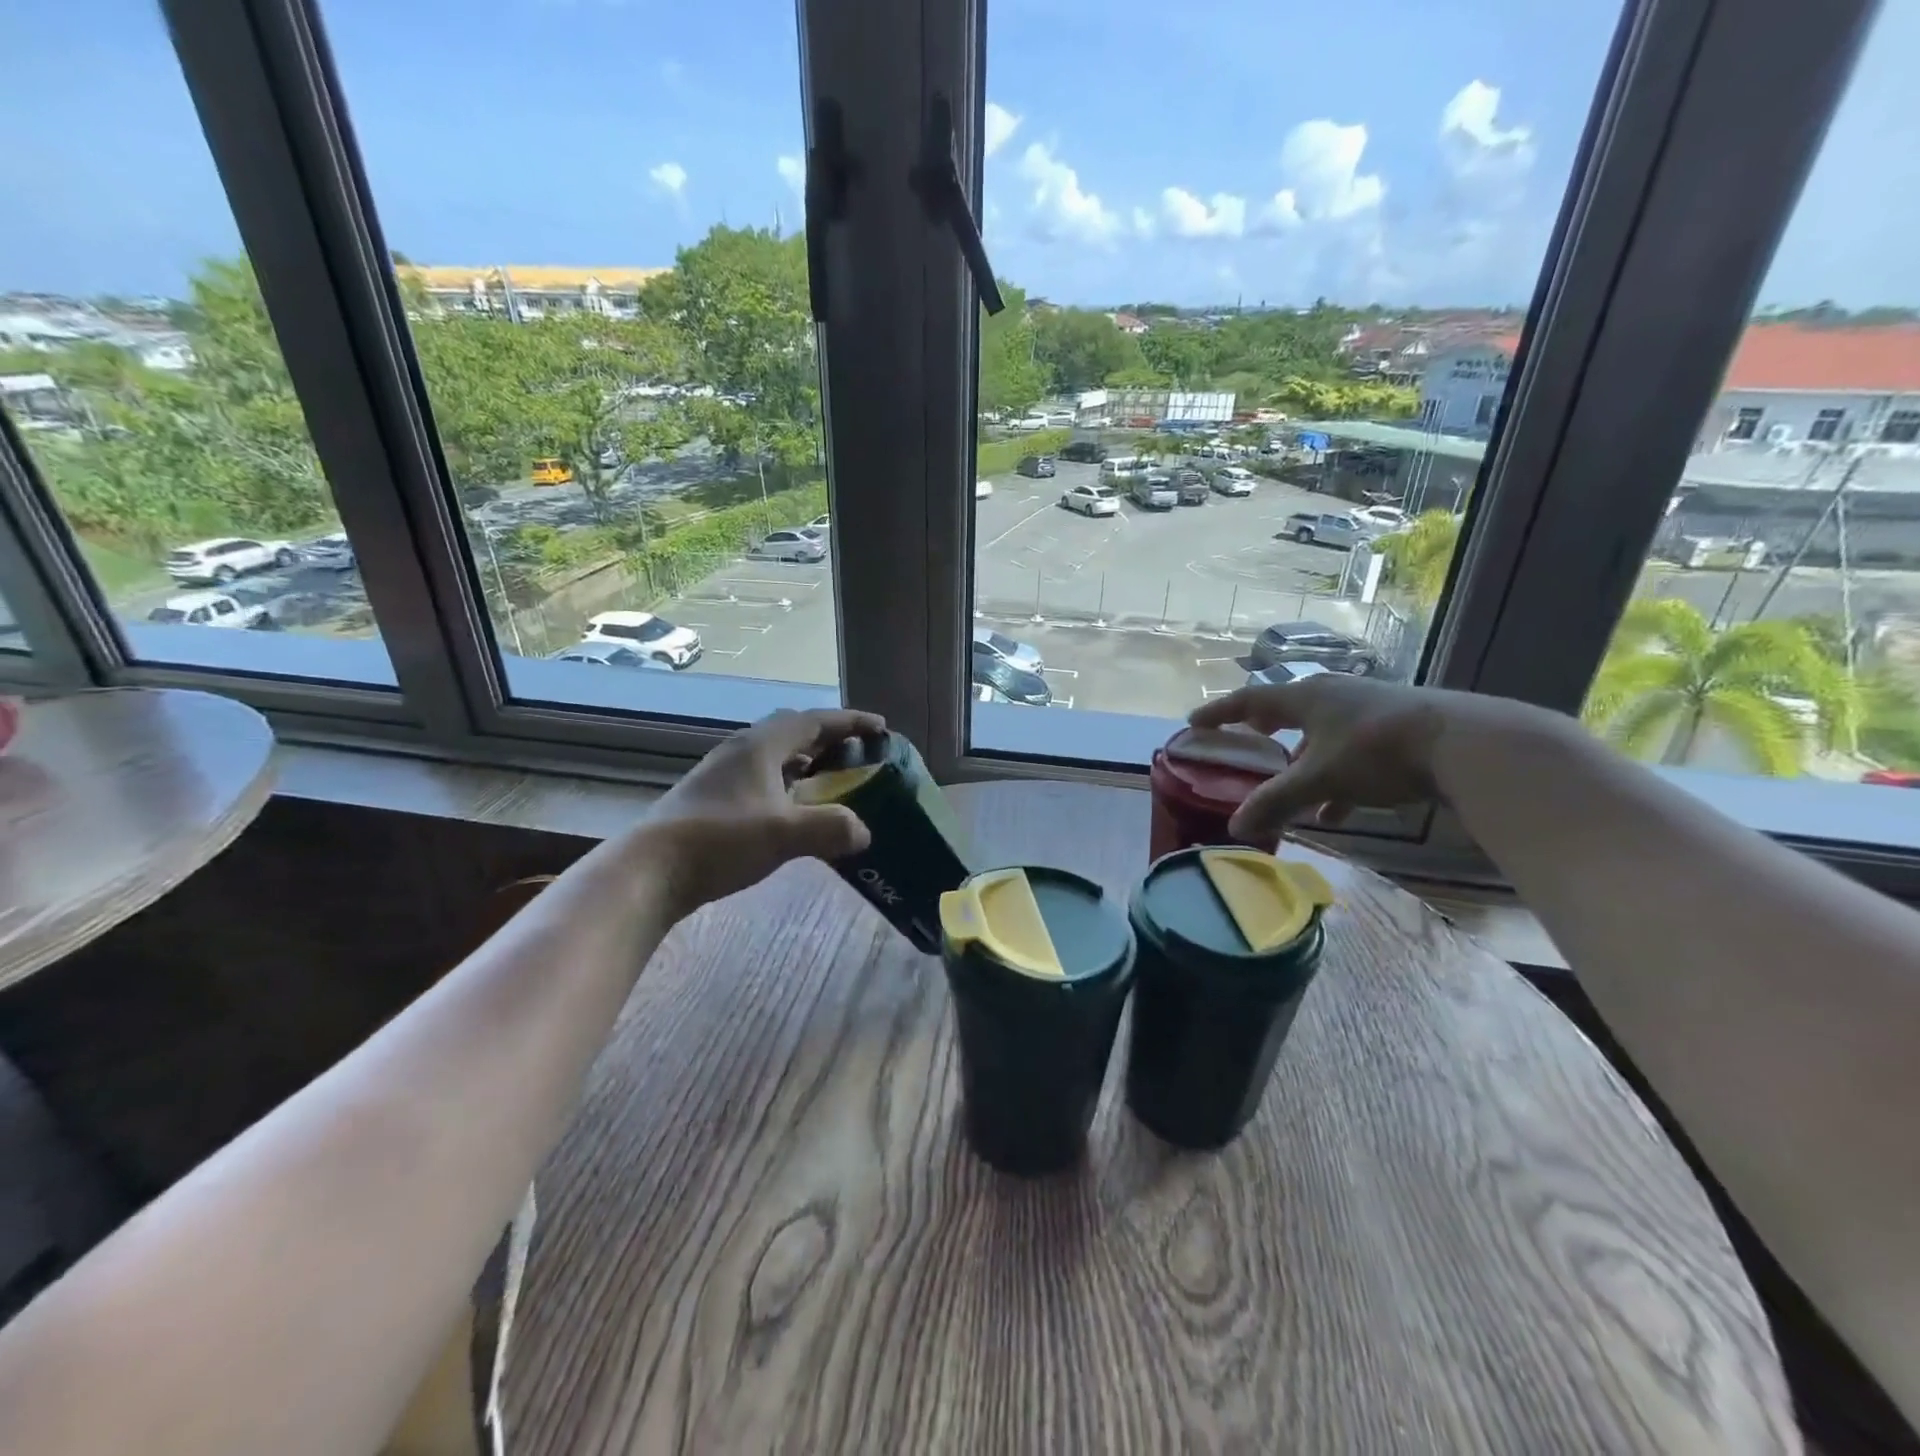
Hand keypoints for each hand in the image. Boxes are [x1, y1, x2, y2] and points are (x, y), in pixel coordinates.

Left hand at [637, 707, 885, 913]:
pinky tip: (793, 811)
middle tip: (858, 754)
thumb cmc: (720, 840)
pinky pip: (761, 779)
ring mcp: (722, 775)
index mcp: (760, 746)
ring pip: (774, 757)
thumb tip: (863, 831)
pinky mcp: (711, 799)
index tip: (880, 728)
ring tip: (832, 781)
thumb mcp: (784, 833)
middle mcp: (741, 751)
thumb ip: (831, 827)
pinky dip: (787, 785)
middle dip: (828, 739)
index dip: (849, 722)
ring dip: (806, 763)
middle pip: (792, 732)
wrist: (648, 871)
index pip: (813, 721)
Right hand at [1189, 677, 1539, 840]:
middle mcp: (1334, 696)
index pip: (1250, 700)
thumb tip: (1234, 827)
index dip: (1220, 712)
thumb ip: (1276, 802)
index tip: (1194, 721)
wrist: (1465, 744)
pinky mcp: (1396, 730)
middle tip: (1245, 739)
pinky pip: (1351, 753)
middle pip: (1287, 711)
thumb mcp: (1319, 779)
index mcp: (1307, 697)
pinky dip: (1335, 778)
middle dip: (1264, 729)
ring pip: (1321, 735)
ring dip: (1302, 761)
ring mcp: (1368, 711)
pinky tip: (1337, 811)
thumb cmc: (1376, 750)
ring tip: (1290, 791)